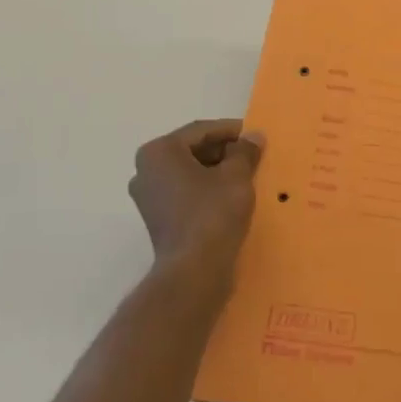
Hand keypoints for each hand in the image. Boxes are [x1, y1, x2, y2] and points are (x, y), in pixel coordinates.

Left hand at [128, 119, 262, 281]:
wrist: (194, 271)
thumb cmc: (213, 213)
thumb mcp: (236, 176)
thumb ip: (244, 150)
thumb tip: (254, 136)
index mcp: (159, 152)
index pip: (201, 131)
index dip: (231, 130)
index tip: (255, 134)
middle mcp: (146, 170)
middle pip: (192, 150)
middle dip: (224, 150)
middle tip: (253, 154)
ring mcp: (148, 196)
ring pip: (189, 172)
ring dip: (216, 170)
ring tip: (246, 173)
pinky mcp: (157, 218)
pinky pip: (185, 192)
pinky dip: (206, 188)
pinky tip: (231, 194)